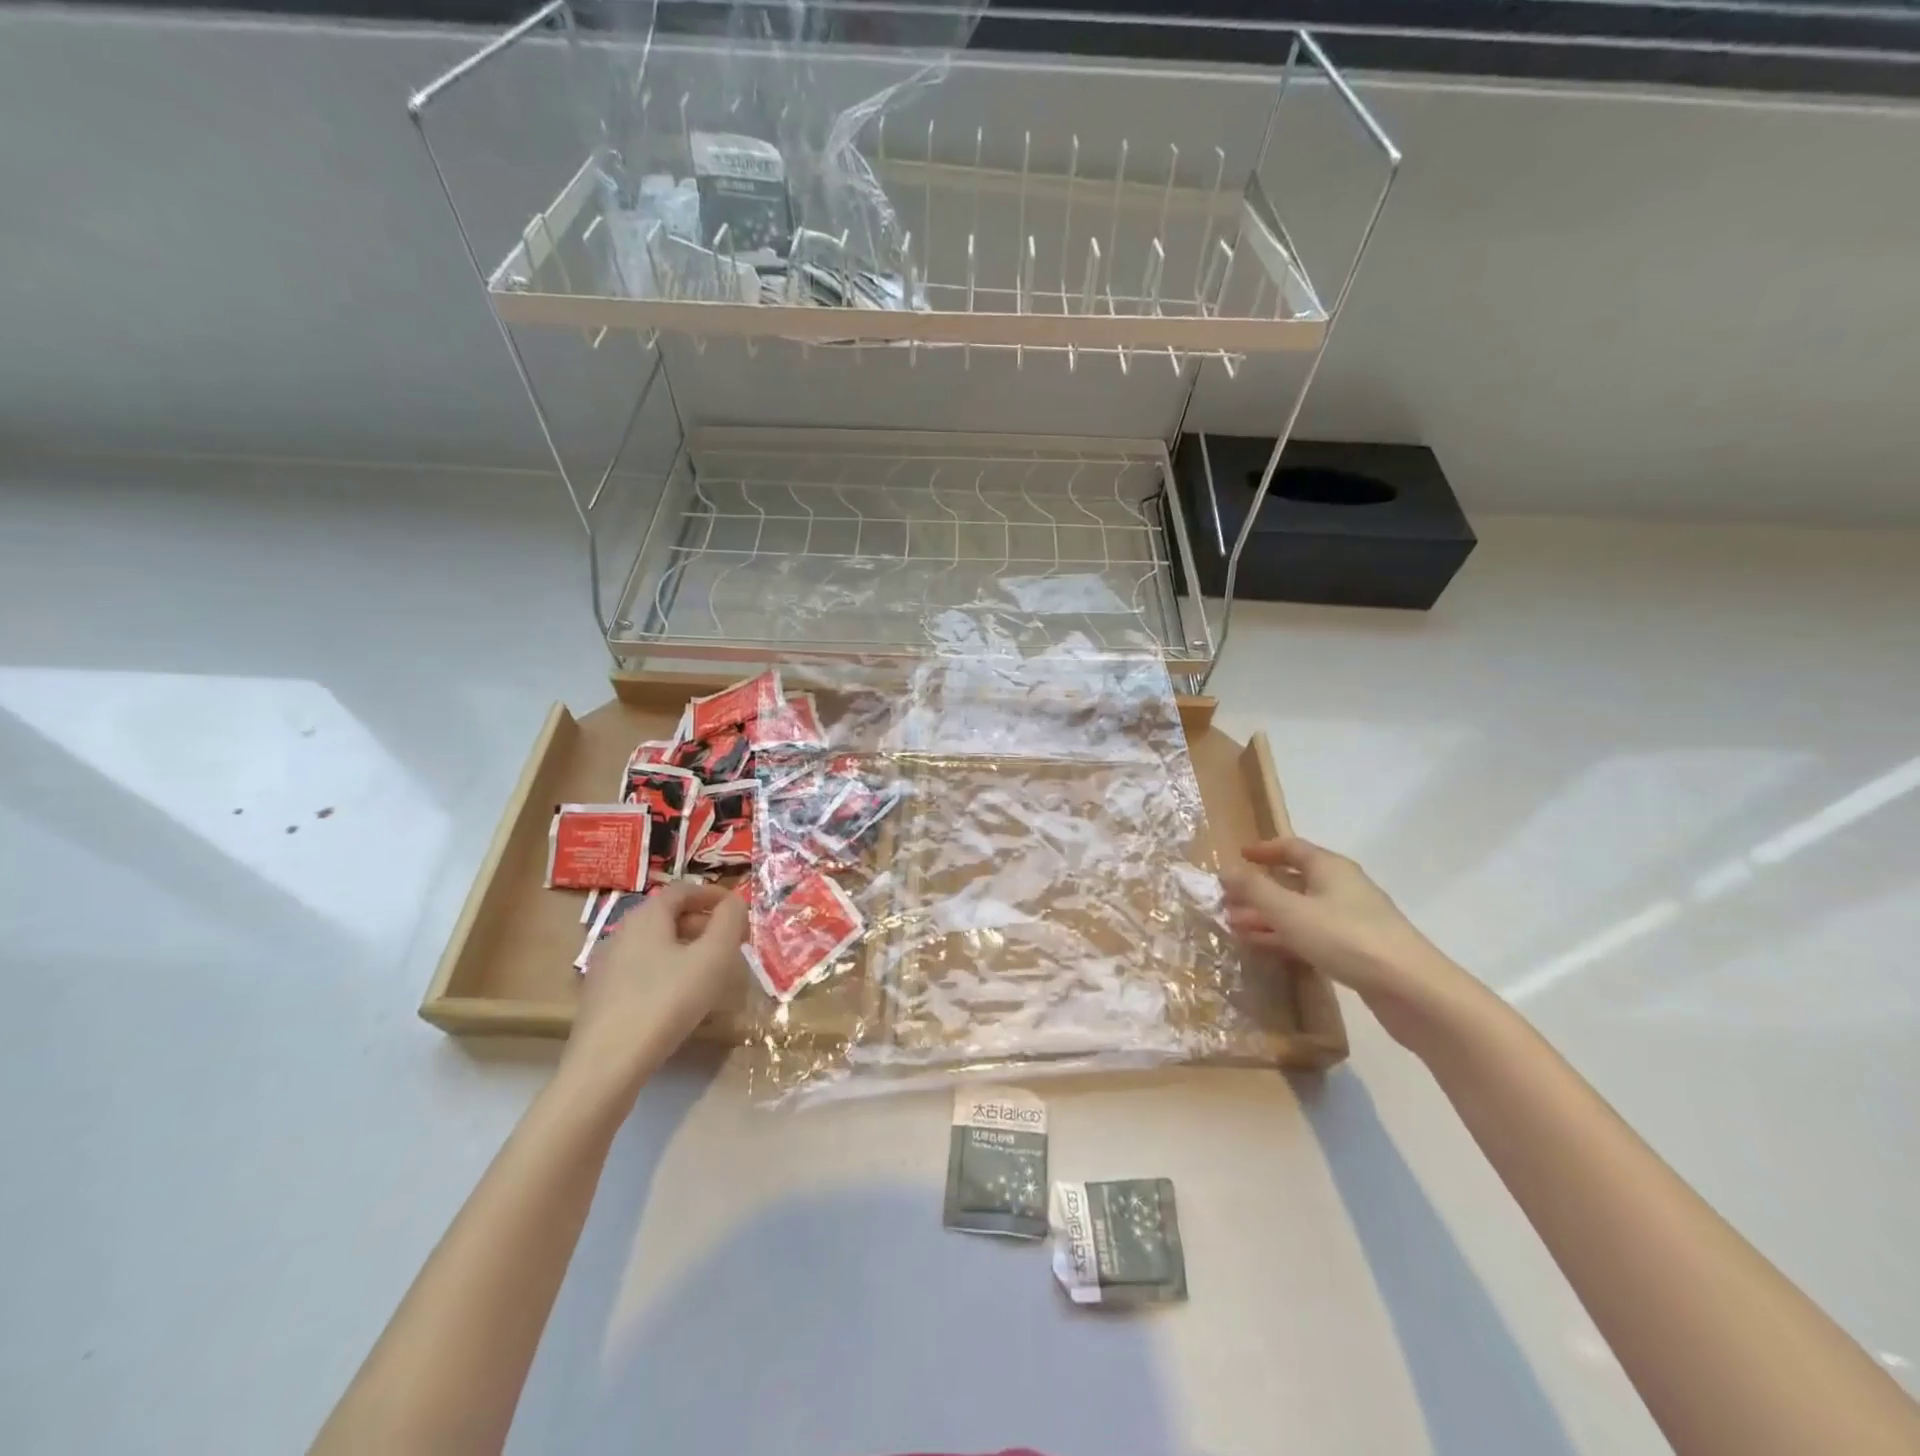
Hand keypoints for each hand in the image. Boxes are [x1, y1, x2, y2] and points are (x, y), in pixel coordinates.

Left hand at [562, 882, 747, 1097]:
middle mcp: (621, 932)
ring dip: (685, 949)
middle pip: (668, 916)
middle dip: (703, 923)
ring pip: (655, 945)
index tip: (738, 910)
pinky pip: (641, 970)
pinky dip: (667, 971)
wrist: (606, 1064)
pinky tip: (679, 998)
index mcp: (646, 915)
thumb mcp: (713, 957)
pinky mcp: (600, 996)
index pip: (683, 890)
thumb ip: (729, 922)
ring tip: (710, 971)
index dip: (713, 895)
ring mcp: (606, 965)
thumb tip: (735, 902)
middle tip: (730, 942)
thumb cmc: (667, 1001)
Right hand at [1220, 837, 1478, 1046]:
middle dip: (1259, 889)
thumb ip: (1255, 889)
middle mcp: (1341, 887)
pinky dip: (1285, 936)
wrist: (1411, 989)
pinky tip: (1262, 946)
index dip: (1263, 850)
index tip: (1238, 857)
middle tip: (1227, 899)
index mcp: (1329, 868)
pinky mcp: (1355, 950)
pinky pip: (1311, 934)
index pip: (1291, 847)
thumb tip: (1226, 869)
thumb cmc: (1345, 937)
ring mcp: (1350, 920)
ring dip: (1268, 916)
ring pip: (1300, 910)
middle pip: (1294, 880)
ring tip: (1234, 925)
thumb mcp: (1290, 911)